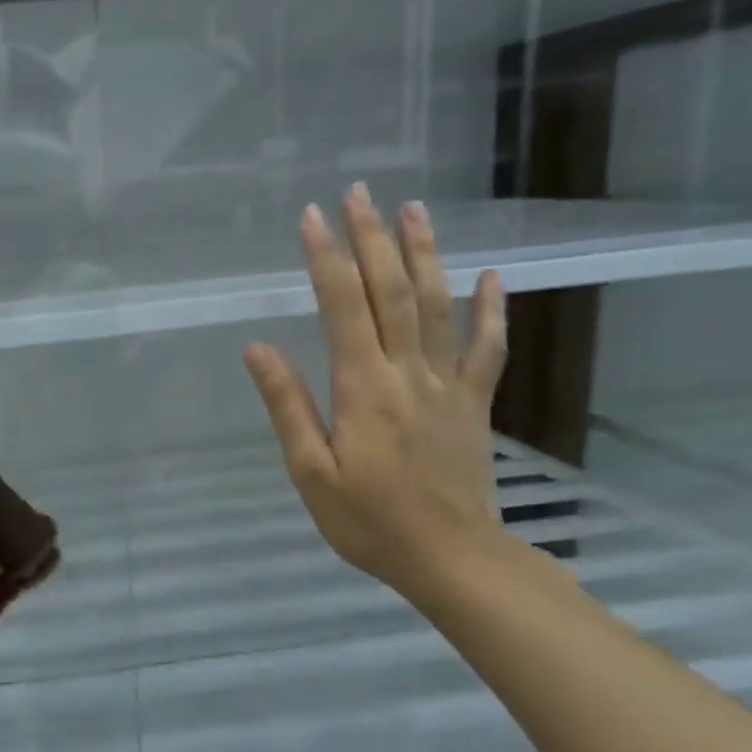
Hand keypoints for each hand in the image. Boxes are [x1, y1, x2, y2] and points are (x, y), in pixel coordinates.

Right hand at [244, 185, 508, 599]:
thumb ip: (287, 406)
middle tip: (359, 192)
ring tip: (413, 209)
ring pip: (437, 305)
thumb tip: (258, 348)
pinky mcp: (474, 402)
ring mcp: (448, 384)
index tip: (311, 217)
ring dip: (424, 254)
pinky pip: (488, 347)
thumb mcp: (310, 472)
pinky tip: (493, 275)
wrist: (452, 559)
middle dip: (372, 238)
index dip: (326, 259)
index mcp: (363, 389)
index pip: (342, 308)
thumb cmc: (369, 521)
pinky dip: (492, 308)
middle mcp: (408, 373)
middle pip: (391, 292)